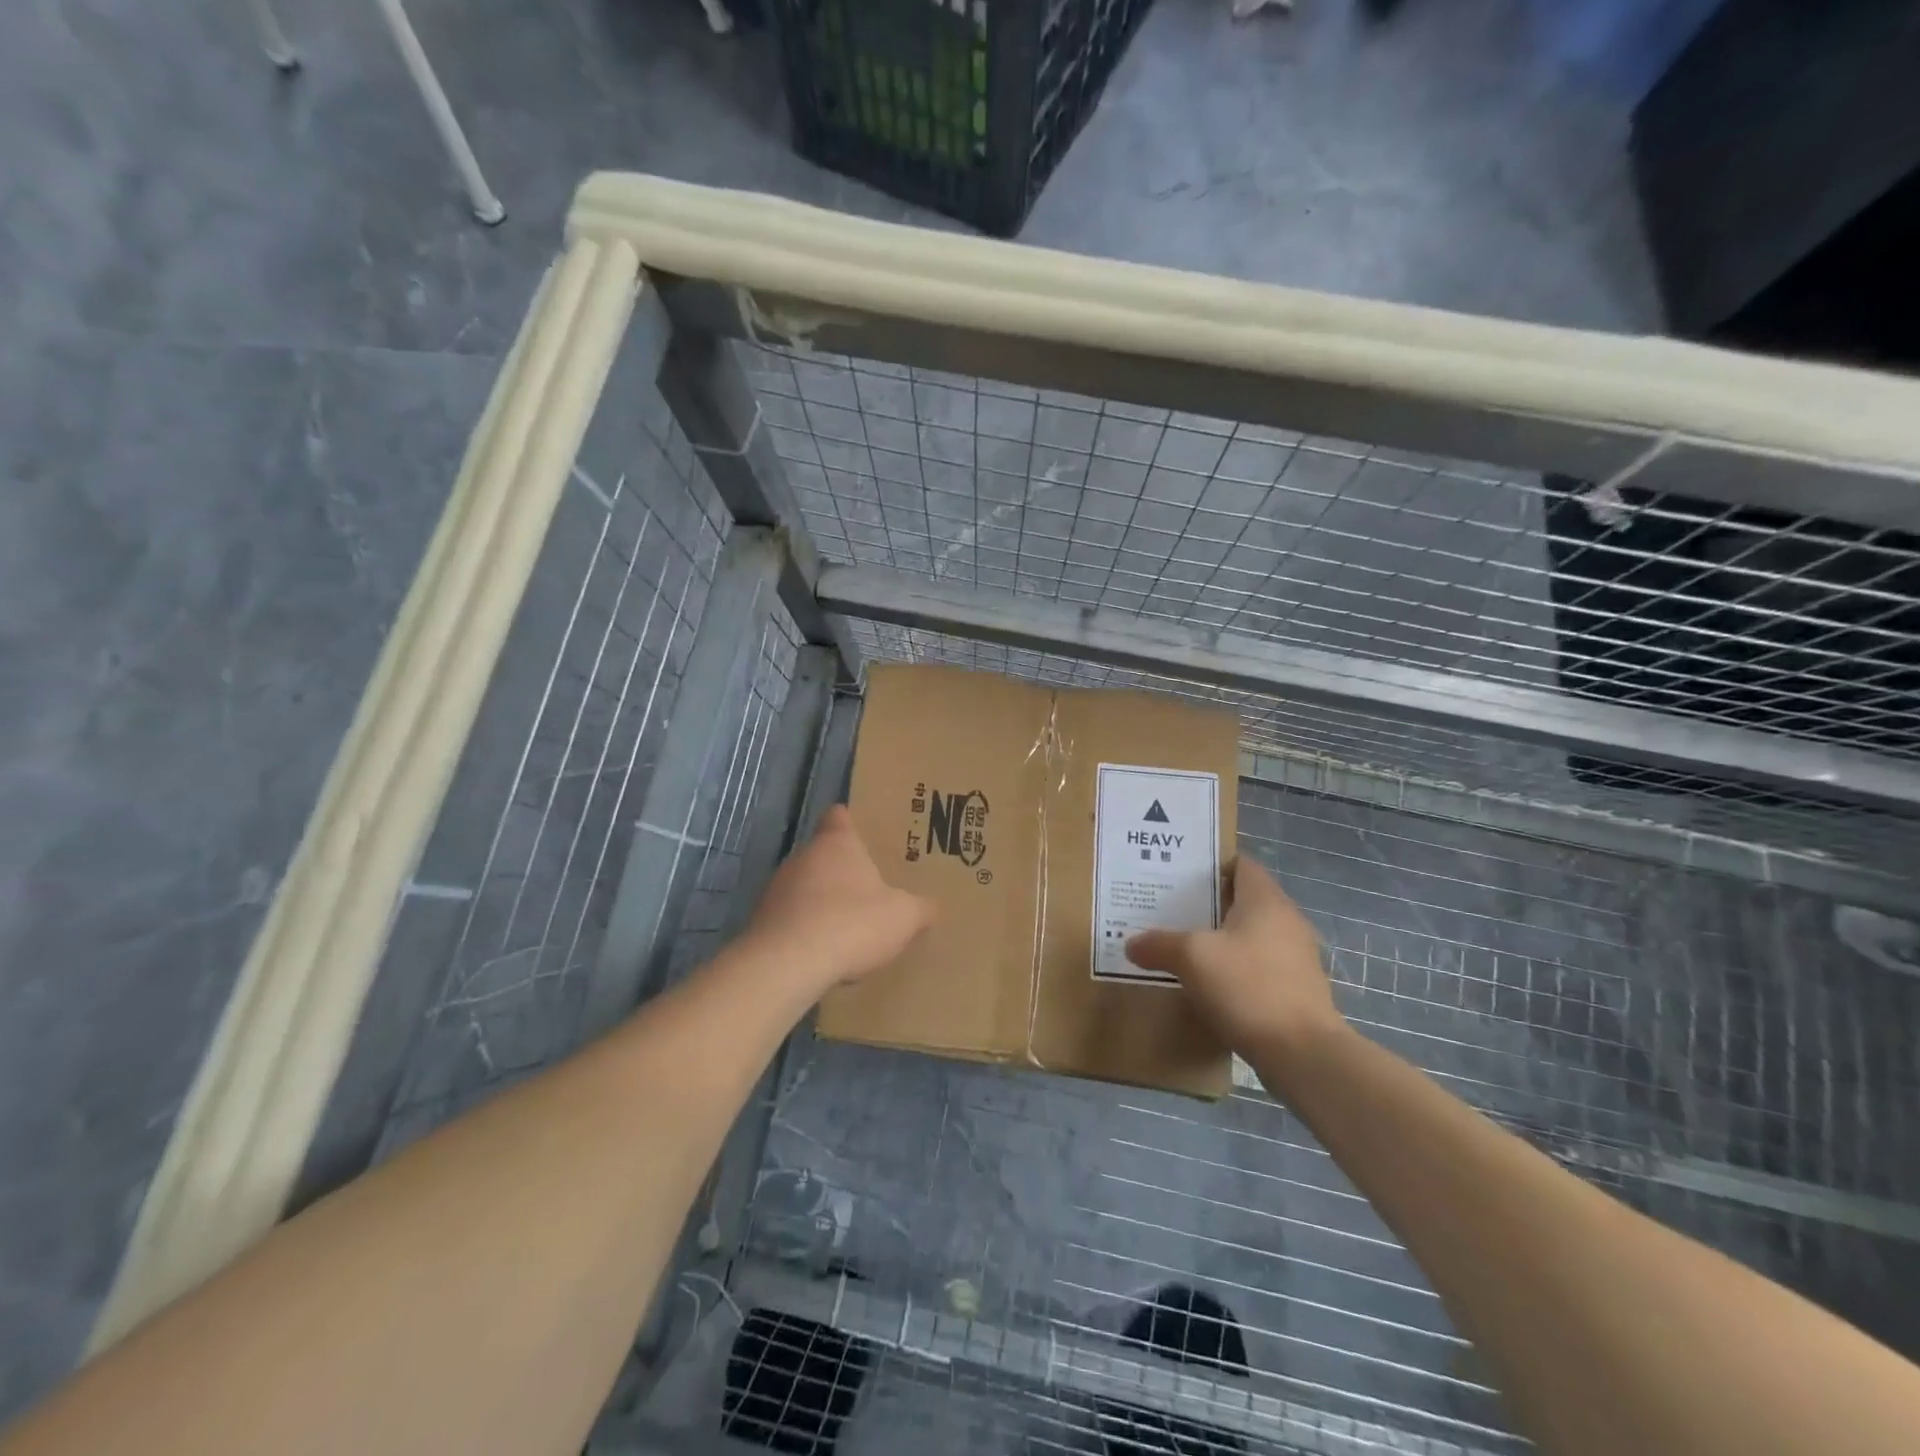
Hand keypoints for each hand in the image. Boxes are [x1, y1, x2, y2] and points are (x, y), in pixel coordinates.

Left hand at [739, 805, 936, 996]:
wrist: (787, 964)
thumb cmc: (851, 923)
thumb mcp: (903, 917)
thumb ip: (921, 908)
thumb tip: (934, 906)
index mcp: (836, 844)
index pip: (838, 816)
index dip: (850, 822)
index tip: (863, 832)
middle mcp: (802, 857)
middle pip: (822, 854)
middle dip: (842, 870)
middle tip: (868, 887)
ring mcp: (776, 889)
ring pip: (804, 887)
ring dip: (821, 902)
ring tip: (846, 925)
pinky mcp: (761, 922)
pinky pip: (789, 918)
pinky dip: (805, 929)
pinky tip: (823, 952)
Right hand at [1125, 856, 1342, 1055]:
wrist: (1303, 1054)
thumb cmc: (1248, 987)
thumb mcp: (1192, 958)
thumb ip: (1159, 944)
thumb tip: (1132, 944)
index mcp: (1266, 900)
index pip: (1240, 864)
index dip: (1210, 865)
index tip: (1177, 875)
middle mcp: (1286, 921)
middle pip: (1242, 900)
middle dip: (1207, 905)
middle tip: (1168, 910)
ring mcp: (1295, 958)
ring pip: (1249, 936)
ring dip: (1219, 940)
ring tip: (1182, 947)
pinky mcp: (1296, 990)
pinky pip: (1257, 967)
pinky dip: (1233, 969)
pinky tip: (1207, 984)